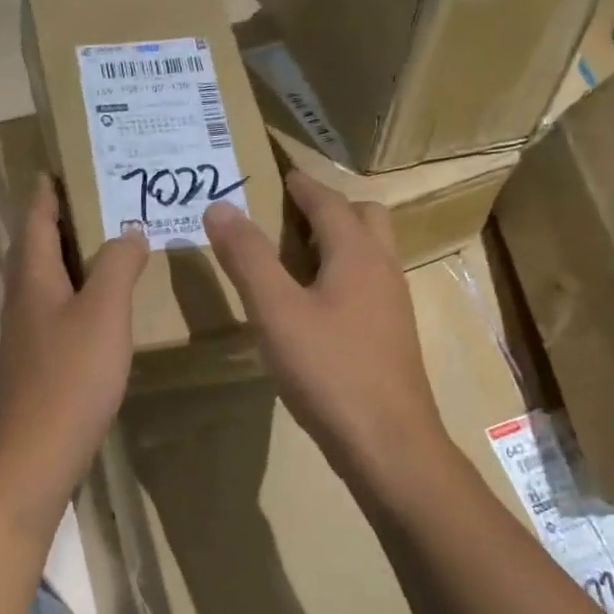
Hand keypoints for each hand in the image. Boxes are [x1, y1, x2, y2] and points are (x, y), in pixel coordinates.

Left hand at [0, 176, 148, 533]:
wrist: (40, 448)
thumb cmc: (72, 374)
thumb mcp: (105, 311)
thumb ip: (118, 266)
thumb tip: (129, 232)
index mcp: (32, 278)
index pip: (35, 220)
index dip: (45, 193)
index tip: (55, 168)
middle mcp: (21, 299)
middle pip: (33, 248)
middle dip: (55, 221)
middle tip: (90, 201)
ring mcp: (24, 333)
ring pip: (42, 281)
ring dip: (65, 258)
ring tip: (100, 246)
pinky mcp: (35, 360)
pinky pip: (52, 309)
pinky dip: (72, 292)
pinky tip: (97, 305)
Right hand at [204, 170, 446, 500]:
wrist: (387, 441)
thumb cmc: (329, 370)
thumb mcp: (275, 311)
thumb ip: (247, 257)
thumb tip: (220, 207)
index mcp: (356, 254)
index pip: (329, 202)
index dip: (303, 185)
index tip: (283, 173)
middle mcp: (383, 269)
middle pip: (365, 218)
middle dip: (330, 207)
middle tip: (290, 214)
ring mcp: (392, 304)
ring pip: (371, 252)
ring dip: (340, 239)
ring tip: (297, 253)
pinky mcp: (390, 335)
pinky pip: (369, 283)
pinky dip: (344, 273)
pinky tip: (316, 303)